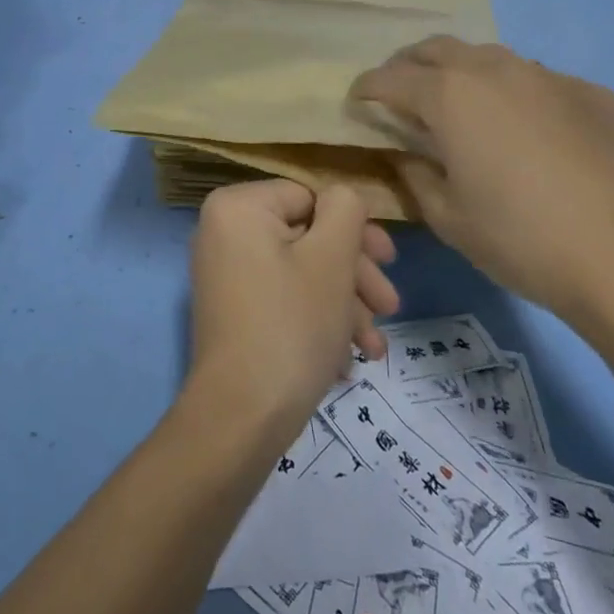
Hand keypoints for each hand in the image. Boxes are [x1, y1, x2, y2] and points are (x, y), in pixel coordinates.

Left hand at [185, 180, 399, 440]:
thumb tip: (341, 197)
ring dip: (343, 305)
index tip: (389, 260)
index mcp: (237, 207)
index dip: (354, 229)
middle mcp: (223, 232)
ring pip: (300, 273)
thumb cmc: (292, 324)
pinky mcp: (232, 311)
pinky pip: (282, 299)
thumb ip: (345, 210)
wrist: (242, 416)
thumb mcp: (331, 258)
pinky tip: (347, 360)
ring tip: (374, 347)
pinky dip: (316, 321)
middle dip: (354, 274)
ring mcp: (225, 274)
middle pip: (306, 238)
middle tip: (390, 305)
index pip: (309, 197)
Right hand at [350, 37, 613, 330]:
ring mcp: (549, 77)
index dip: (367, 87)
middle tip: (401, 92)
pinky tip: (528, 131)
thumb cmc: (522, 240)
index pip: (391, 78)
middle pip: (438, 49)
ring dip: (463, 73)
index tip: (357, 99)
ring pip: (491, 58)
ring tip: (461, 107)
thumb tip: (405, 153)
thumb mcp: (448, 218)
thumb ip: (415, 175)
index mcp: (450, 96)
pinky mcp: (593, 94)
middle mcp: (495, 70)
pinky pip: (539, 81)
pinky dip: (515, 94)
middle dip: (410, 65)